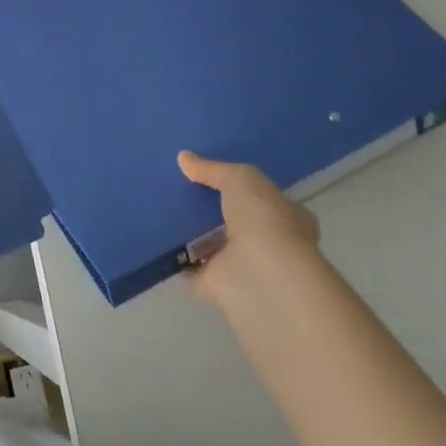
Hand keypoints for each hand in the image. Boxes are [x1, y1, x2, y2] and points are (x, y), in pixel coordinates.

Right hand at [177, 151, 320, 310]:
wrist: (262, 275)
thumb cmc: (264, 220)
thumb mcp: (240, 179)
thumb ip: (212, 169)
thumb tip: (183, 157)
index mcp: (286, 216)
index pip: (267, 199)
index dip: (245, 190)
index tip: (214, 179)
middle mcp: (269, 242)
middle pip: (237, 223)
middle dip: (215, 212)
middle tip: (181, 194)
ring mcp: (244, 267)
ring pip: (215, 247)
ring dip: (194, 237)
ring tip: (162, 214)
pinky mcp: (219, 287)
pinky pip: (193, 271)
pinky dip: (178, 263)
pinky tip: (158, 245)